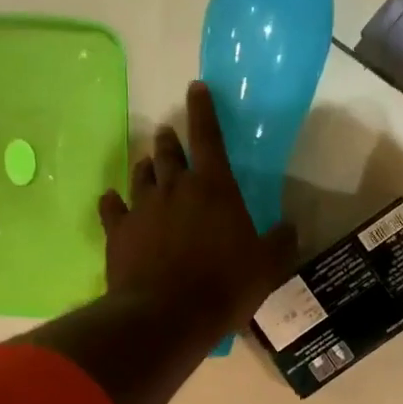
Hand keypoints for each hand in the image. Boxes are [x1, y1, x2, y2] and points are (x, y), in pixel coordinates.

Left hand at [99, 83, 299, 341]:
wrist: (168, 315)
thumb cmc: (224, 286)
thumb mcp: (267, 267)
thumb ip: (280, 242)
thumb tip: (291, 226)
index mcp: (215, 187)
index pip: (209, 136)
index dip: (204, 109)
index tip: (196, 87)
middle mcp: (175, 187)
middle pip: (169, 152)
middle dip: (171, 140)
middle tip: (170, 134)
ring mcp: (142, 207)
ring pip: (140, 174)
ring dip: (146, 167)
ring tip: (148, 166)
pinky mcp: (118, 231)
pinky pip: (111, 207)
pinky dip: (113, 201)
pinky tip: (112, 201)